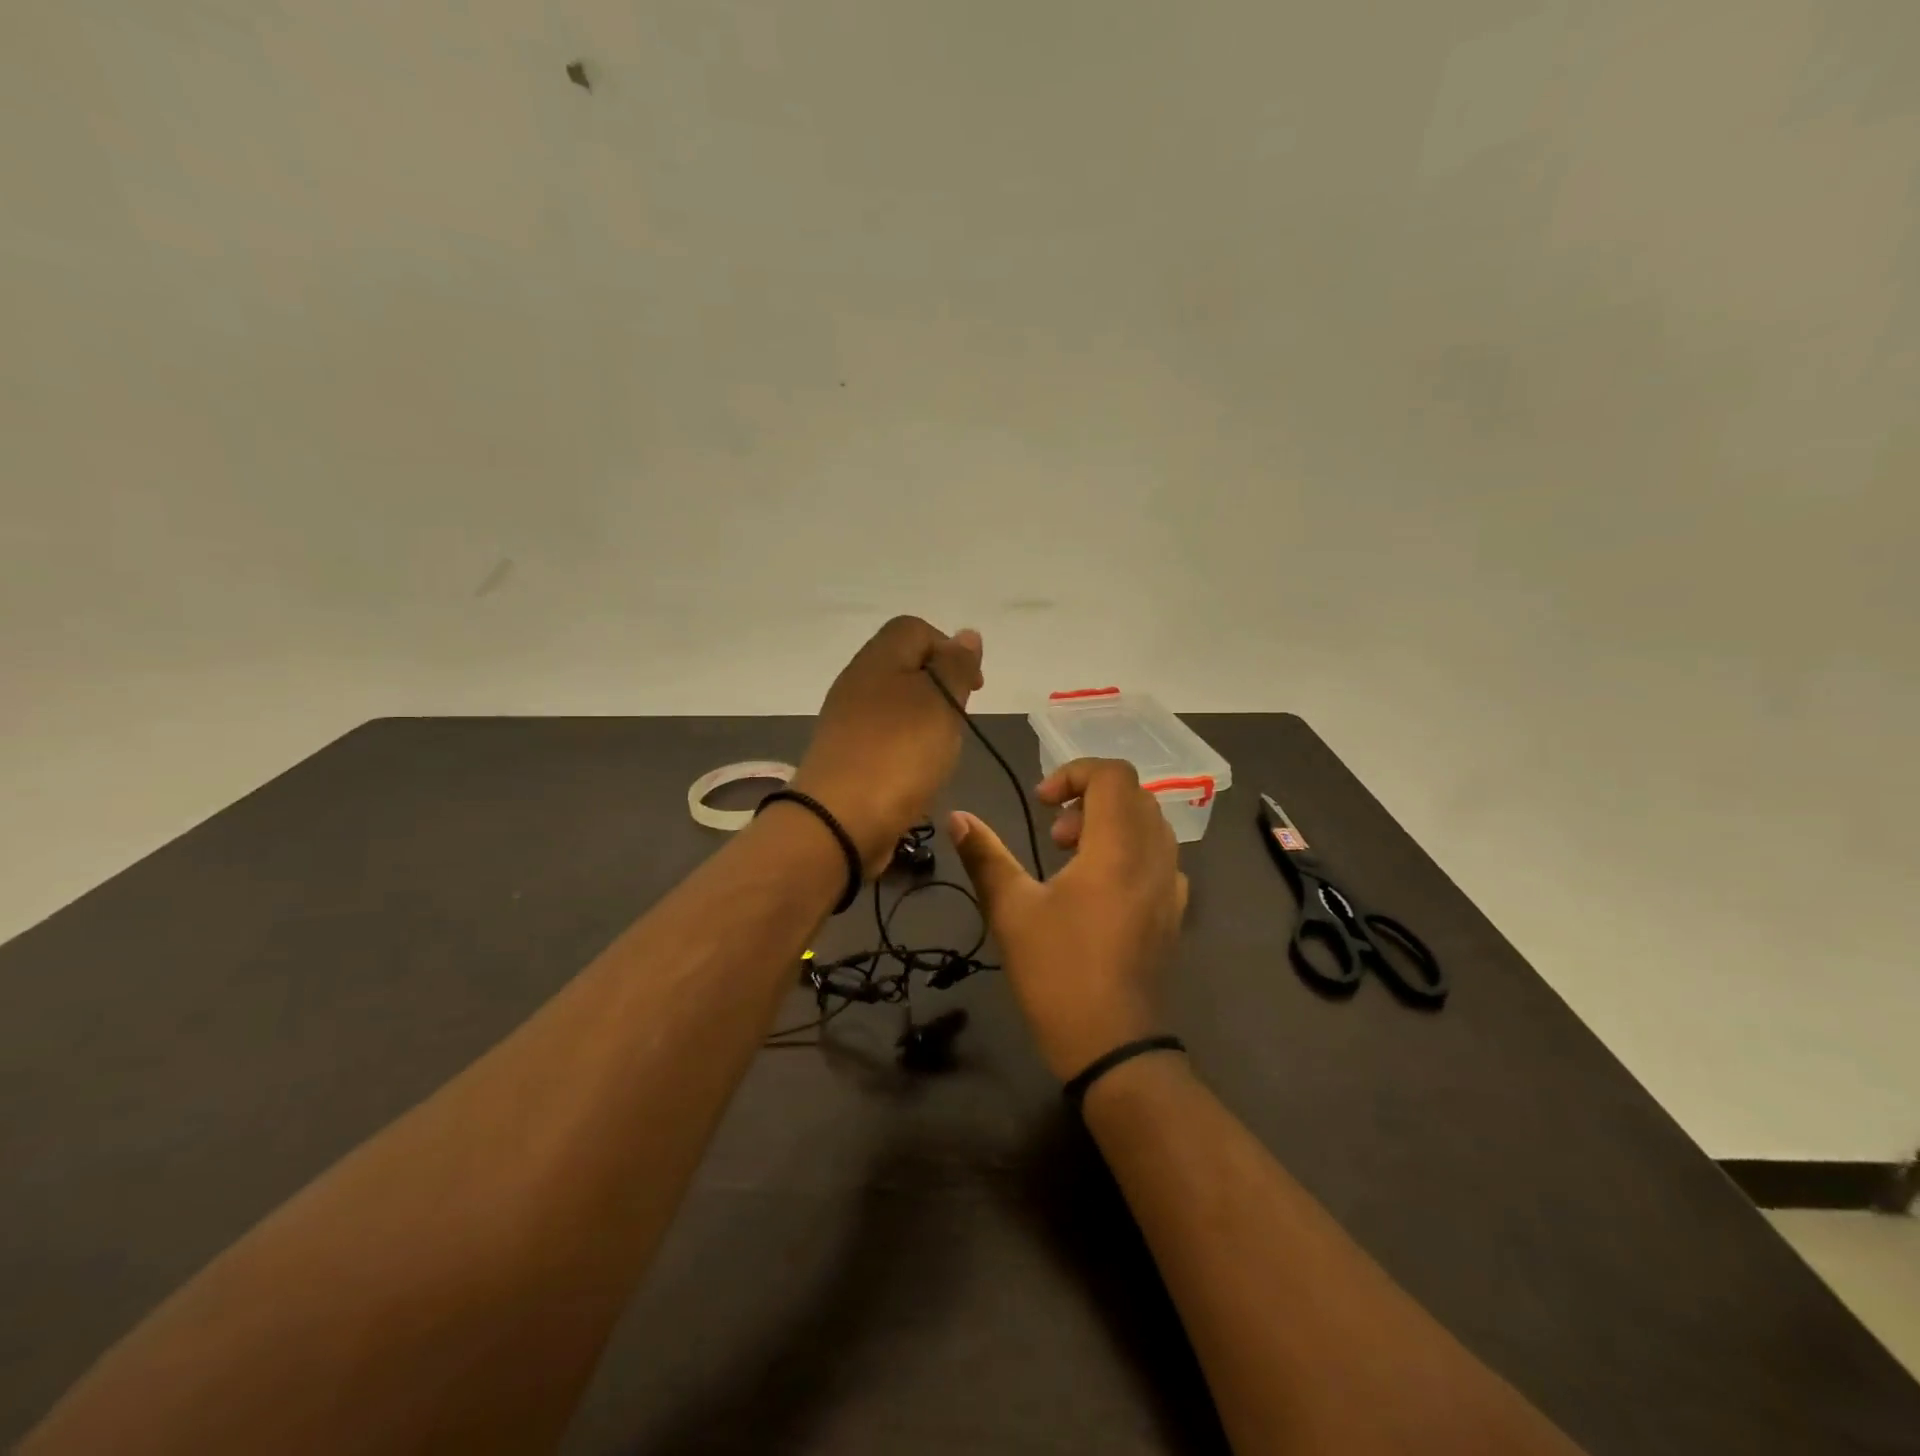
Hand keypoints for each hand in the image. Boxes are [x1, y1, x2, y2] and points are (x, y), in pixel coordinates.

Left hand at [791, 616, 983, 875]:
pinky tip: (916, 770)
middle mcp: (857, 681)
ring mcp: (846, 720)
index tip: (972, 687)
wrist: (839, 820)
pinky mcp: (845, 754)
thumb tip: (966, 635)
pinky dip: (905, 746)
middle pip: (904, 665)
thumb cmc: (899, 752)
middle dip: (939, 687)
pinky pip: (883, 736)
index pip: (915, 628)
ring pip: (895, 703)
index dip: (949, 649)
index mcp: (878, 658)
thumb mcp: (941, 701)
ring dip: (924, 720)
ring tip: (940, 749)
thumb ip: (956, 666)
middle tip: (957, 720)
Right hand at [949, 758, 1188, 1078]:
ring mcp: (1171, 886)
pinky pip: (1160, 857)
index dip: (1075, 772)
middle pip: (1134, 794)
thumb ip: (985, 856)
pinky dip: (1130, 849)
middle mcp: (1153, 858)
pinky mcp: (1174, 912)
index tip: (1042, 802)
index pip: (1114, 775)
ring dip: (1111, 822)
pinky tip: (1100, 888)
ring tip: (1073, 857)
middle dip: (1090, 798)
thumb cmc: (1057, 973)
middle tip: (1055, 834)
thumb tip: (957, 817)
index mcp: (1117, 849)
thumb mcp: (1010, 911)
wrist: (1112, 1045)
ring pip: (1151, 824)